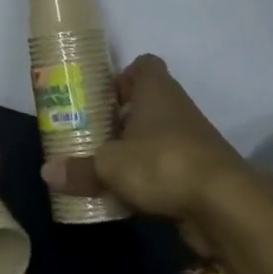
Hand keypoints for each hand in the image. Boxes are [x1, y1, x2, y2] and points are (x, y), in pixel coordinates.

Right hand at [41, 54, 272, 250]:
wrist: (227, 206)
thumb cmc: (163, 164)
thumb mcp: (110, 166)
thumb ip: (79, 168)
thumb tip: (45, 172)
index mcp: (156, 91)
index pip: (144, 66)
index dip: (123, 76)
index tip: (102, 96)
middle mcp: (177, 109)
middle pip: (147, 104)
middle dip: (122, 119)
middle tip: (92, 134)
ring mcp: (193, 142)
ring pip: (158, 138)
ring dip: (135, 151)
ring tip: (104, 167)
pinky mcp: (201, 174)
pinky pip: (169, 169)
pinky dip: (151, 180)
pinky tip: (127, 197)